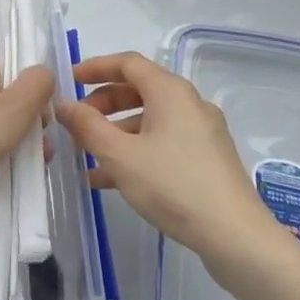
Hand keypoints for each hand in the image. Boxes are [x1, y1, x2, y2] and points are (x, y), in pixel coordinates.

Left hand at [0, 57, 53, 235]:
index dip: (36, 88)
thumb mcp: (14, 106)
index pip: (16, 68)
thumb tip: (45, 72)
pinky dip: (3, 168)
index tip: (50, 111)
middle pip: (13, 103)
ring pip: (4, 134)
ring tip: (35, 169)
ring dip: (22, 151)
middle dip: (33, 125)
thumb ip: (37, 85)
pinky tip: (16, 182)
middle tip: (44, 146)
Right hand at [55, 51, 270, 260]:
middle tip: (77, 123)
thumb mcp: (120, 155)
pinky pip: (164, 143)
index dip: (96, 67)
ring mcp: (202, 132)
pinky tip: (112, 180)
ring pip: (150, 121)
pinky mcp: (208, 159)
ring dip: (116, 133)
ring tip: (87, 157)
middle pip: (139, 91)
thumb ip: (87, 126)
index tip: (70, 80)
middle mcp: (189, 103)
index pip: (128, 63)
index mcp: (170, 91)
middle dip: (103, 104)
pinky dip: (137, 151)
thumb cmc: (173, 185)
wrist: (235, 236)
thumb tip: (64, 104)